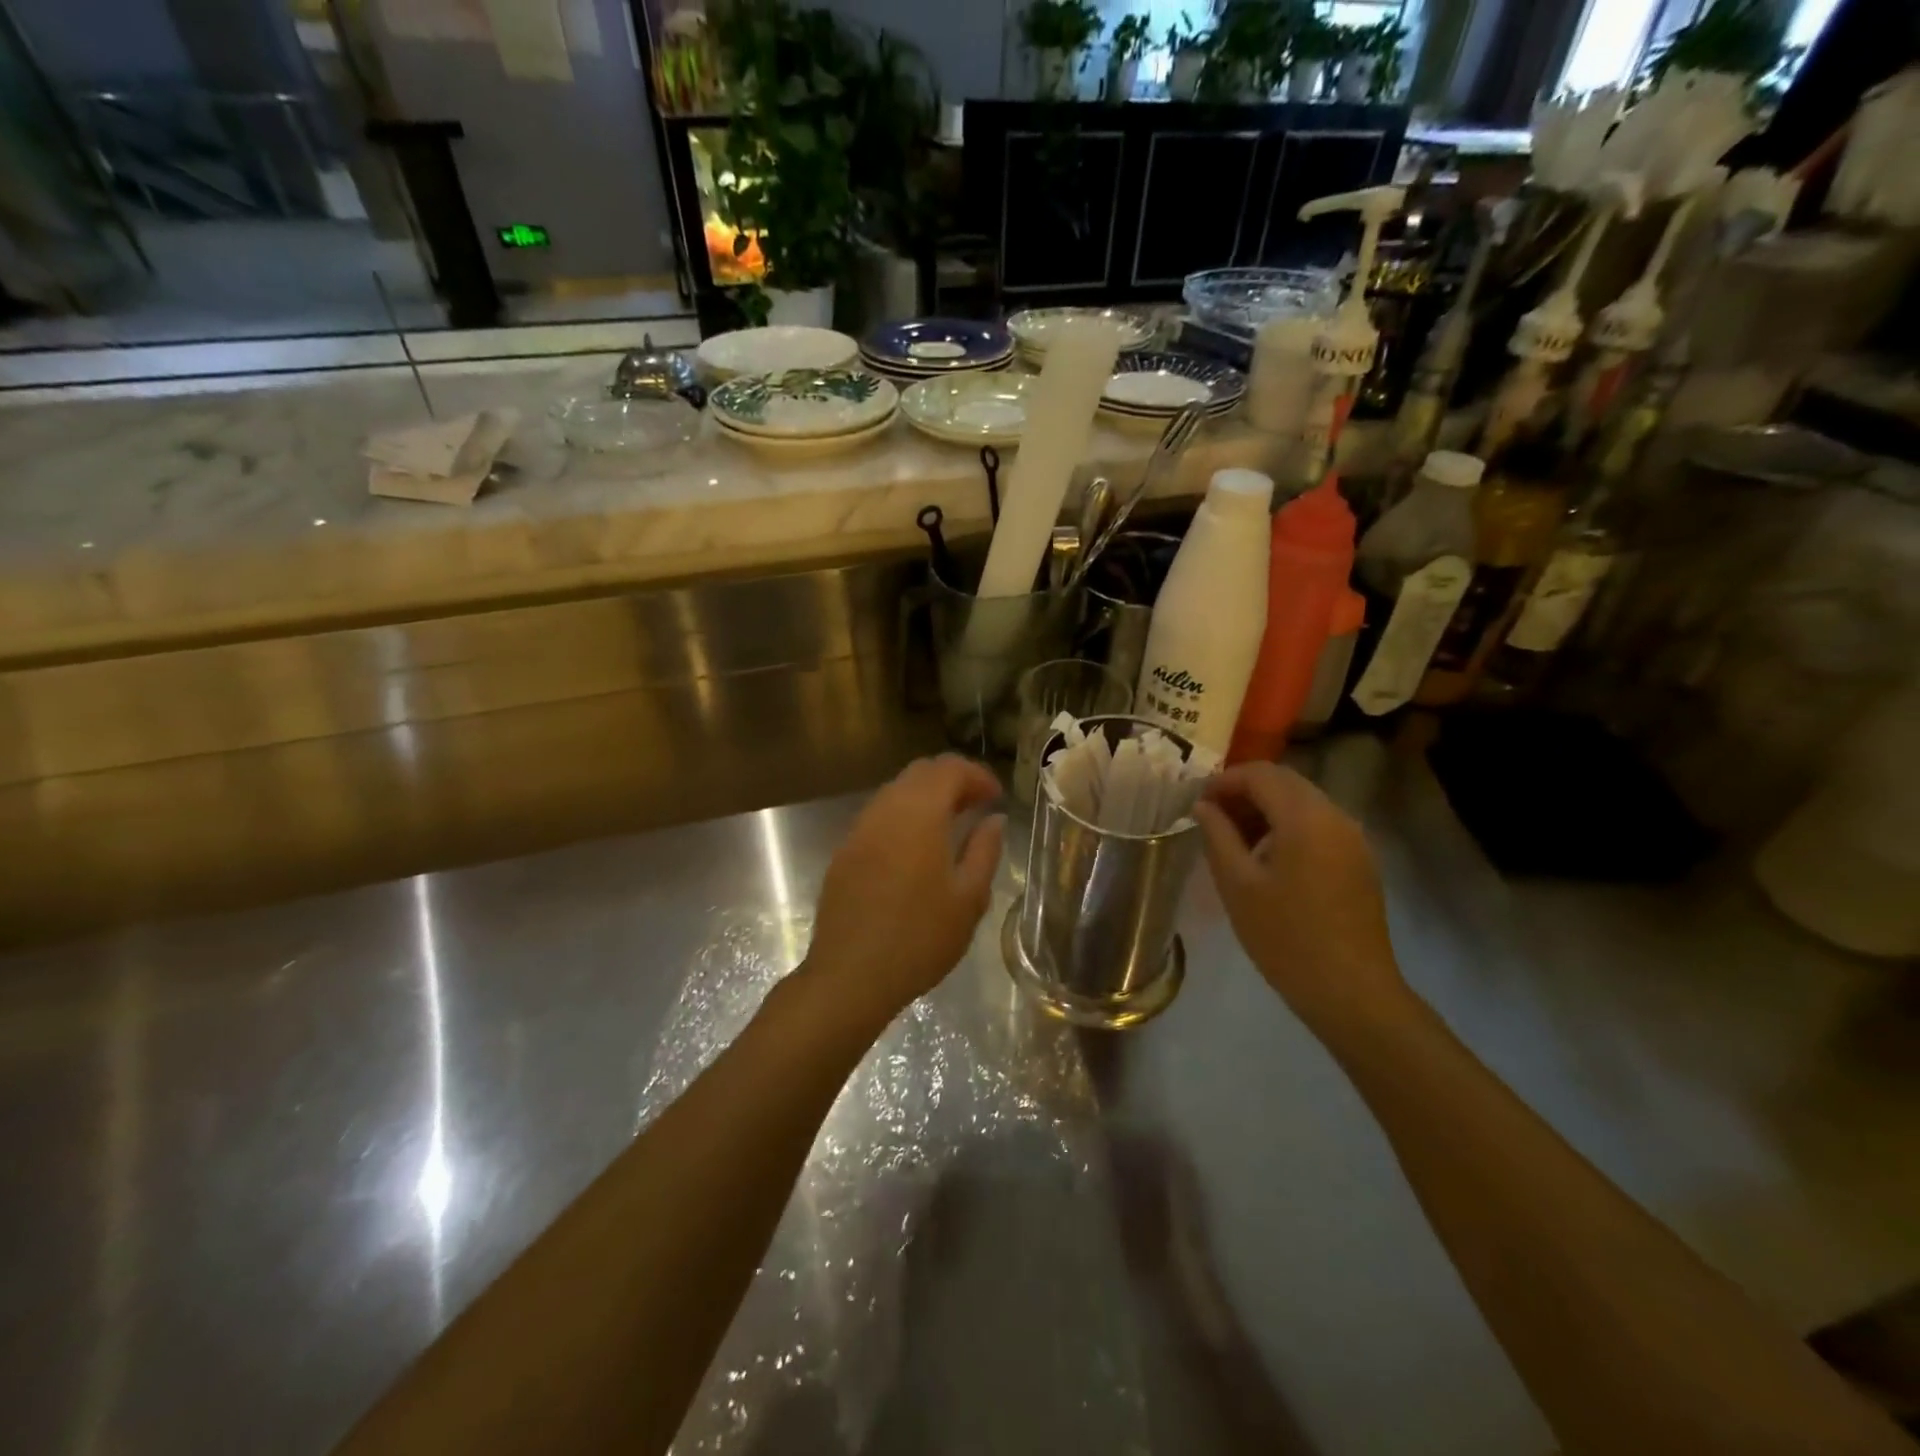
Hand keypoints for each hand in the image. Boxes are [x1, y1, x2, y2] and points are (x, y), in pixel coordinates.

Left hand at [803, 755, 1004, 1026]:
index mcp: (919, 814)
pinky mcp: (844, 852)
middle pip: (920, 773)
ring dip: (925, 797)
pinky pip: (878, 816)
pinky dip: (903, 816)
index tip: (997, 797)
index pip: (949, 769)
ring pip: (895, 791)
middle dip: (952, 780)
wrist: (850, 976)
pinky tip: (916, 849)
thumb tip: (994, 819)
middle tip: (977, 806)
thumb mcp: (968, 899)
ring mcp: (859, 830)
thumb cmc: (920, 938)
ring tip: (950, 825)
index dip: (977, 775)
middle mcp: (885, 810)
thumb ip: (985, 850)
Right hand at [1193, 763, 1407, 1035]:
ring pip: (1303, 803)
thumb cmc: (1285, 937)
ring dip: (1266, 810)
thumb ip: (1217, 836)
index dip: (1224, 781)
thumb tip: (1203, 806)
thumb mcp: (1238, 885)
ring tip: (1234, 841)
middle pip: (1285, 783)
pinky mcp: (1360, 861)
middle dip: (1244, 792)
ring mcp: (1353, 838)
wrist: (1351, 992)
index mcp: (1305, 818)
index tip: (1197, 803)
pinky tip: (1267, 860)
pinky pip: (1319, 825)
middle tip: (1211, 819)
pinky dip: (1288, 827)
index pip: (1261, 774)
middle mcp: (1336, 816)